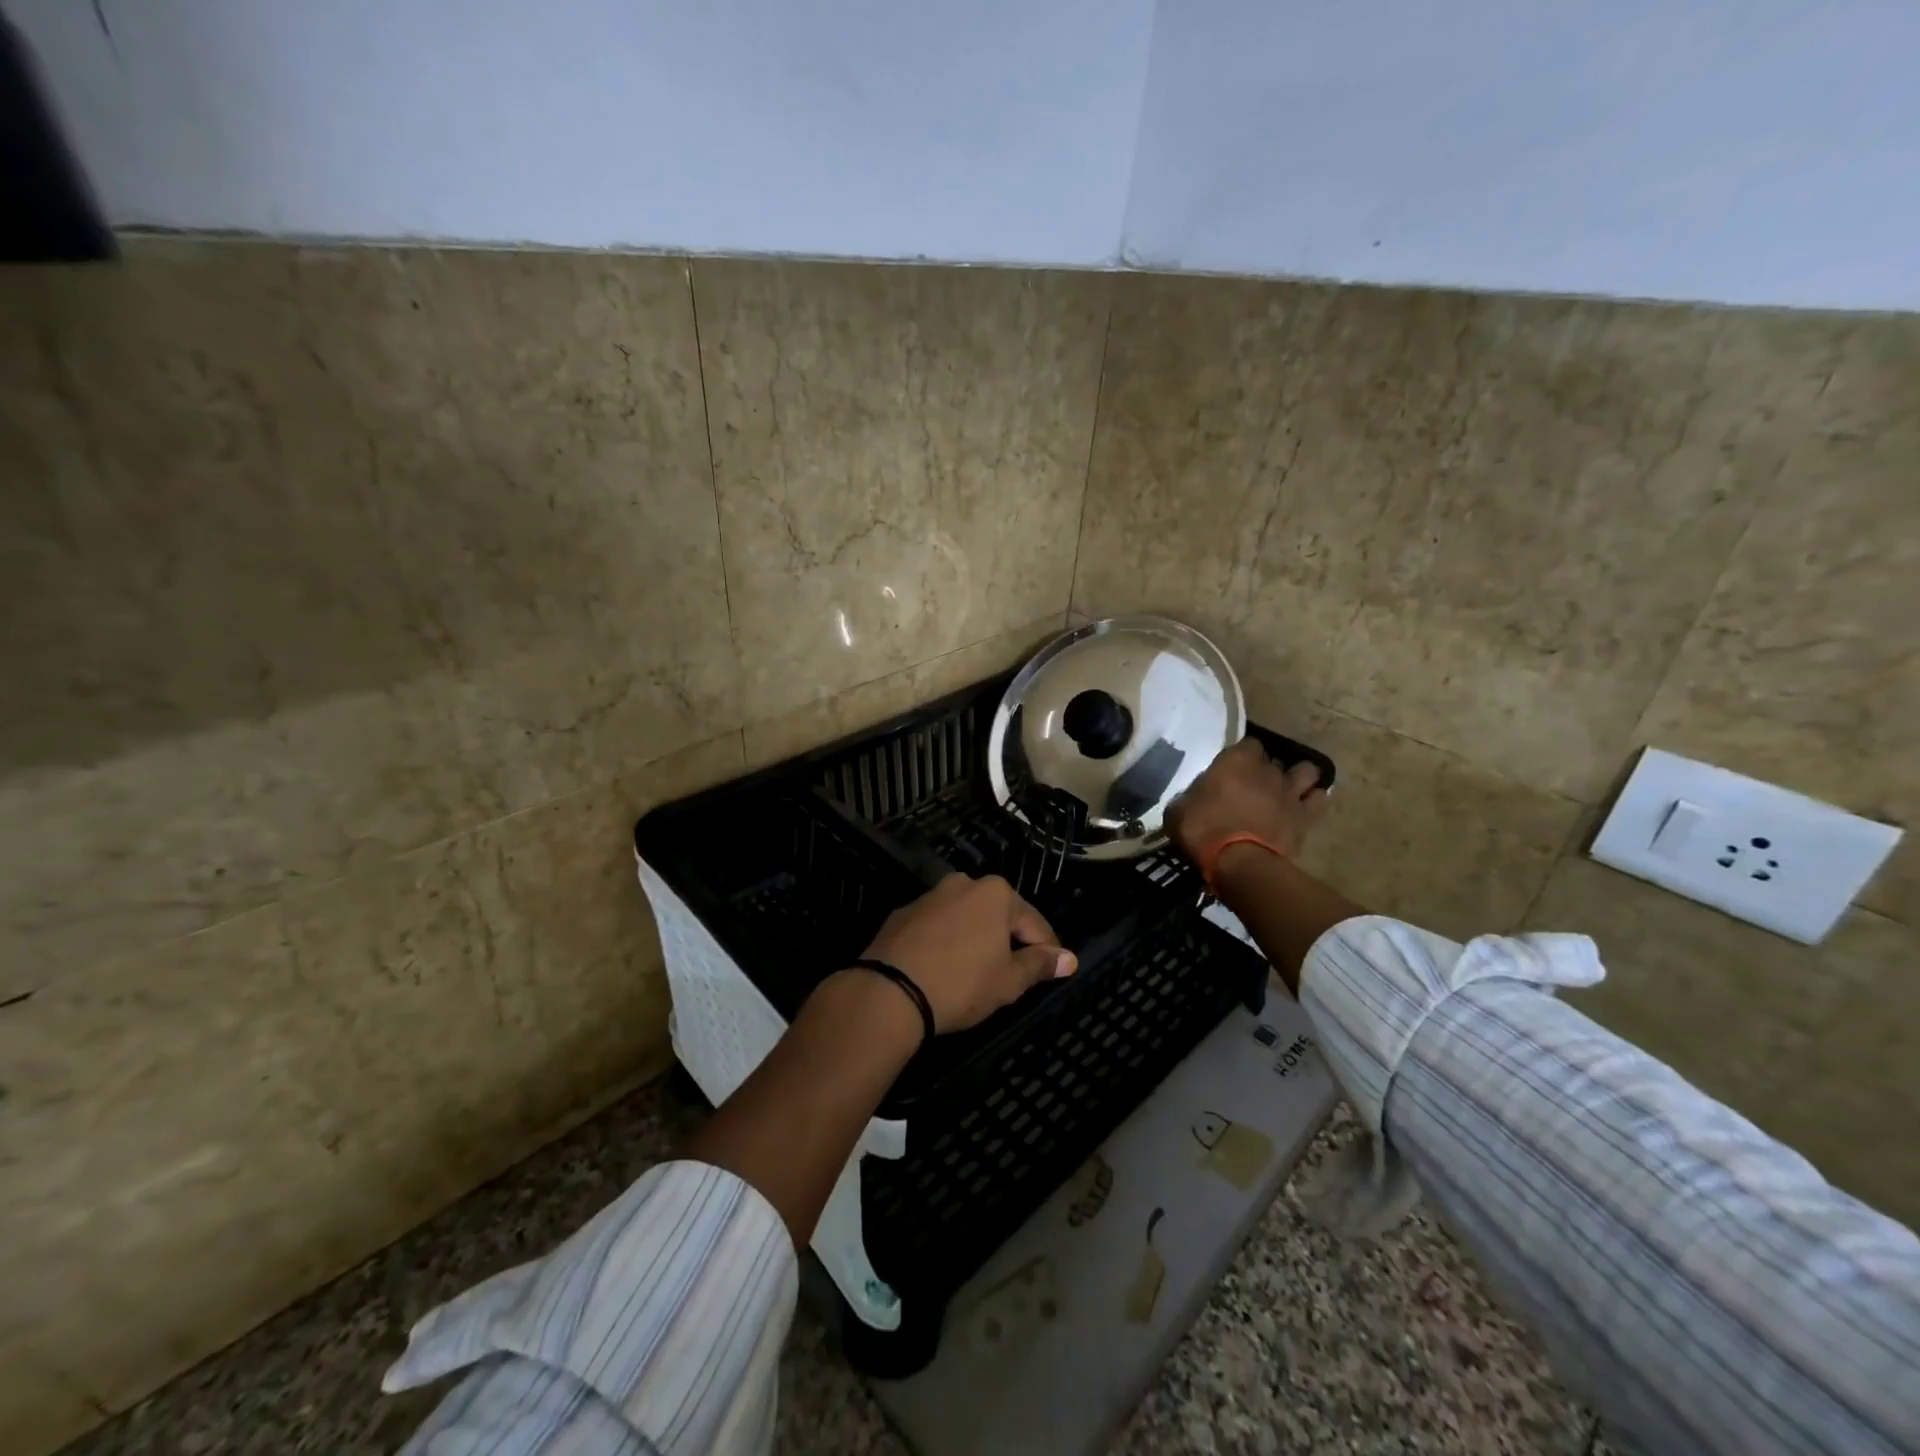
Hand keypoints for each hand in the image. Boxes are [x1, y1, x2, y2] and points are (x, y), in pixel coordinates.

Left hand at [857, 873, 1076, 1032]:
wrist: (889, 991)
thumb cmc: (961, 984)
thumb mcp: (1008, 981)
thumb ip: (1039, 966)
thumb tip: (1069, 958)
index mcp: (995, 893)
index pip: (1034, 923)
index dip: (1047, 951)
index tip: (1053, 972)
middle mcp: (963, 884)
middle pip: (998, 915)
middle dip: (1008, 942)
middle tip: (1012, 976)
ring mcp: (930, 896)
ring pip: (966, 918)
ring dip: (976, 940)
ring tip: (976, 973)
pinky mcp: (903, 914)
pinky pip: (937, 927)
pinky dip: (946, 942)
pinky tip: (943, 968)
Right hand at [1167, 738, 1328, 863]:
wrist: (1239, 863)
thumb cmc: (1202, 831)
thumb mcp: (1178, 812)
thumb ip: (1189, 798)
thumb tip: (1190, 801)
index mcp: (1235, 761)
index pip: (1247, 744)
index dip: (1241, 755)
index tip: (1231, 769)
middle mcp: (1267, 770)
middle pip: (1273, 760)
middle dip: (1265, 769)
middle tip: (1252, 785)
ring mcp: (1290, 792)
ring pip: (1306, 771)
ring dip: (1297, 777)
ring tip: (1286, 789)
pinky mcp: (1305, 817)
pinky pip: (1319, 799)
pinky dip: (1314, 800)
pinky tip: (1304, 806)